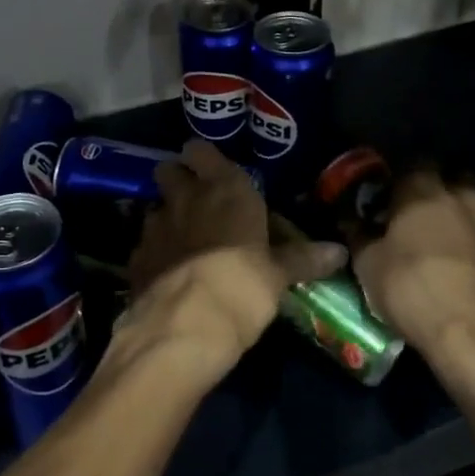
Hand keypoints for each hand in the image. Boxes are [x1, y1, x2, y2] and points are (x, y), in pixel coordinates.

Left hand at [123, 141, 345, 383]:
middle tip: (197, 202)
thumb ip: (302, 258)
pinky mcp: (136, 257)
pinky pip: (145, 245)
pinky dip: (155, 254)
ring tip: (184, 243)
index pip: (201, 150)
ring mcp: (155, 225)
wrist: (184, 325)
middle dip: (179, 181)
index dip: (204, 158)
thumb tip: (338, 251)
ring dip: (167, 219)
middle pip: (168, 170)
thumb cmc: (242, 285)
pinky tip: (168, 275)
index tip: (214, 171)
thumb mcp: (278, 275)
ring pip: (155, 208)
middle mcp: (185, 197)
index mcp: (224, 188)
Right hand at [349, 169, 474, 386]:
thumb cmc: (410, 288)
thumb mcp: (367, 263)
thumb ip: (358, 233)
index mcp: (424, 190)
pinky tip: (461, 272)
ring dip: (459, 219)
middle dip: (437, 189)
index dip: (398, 176)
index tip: (385, 195)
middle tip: (415, 213)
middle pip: (453, 179)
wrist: (472, 338)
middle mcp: (463, 199)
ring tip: (440, 244)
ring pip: (474, 210)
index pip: (412, 162)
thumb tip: (348, 217)